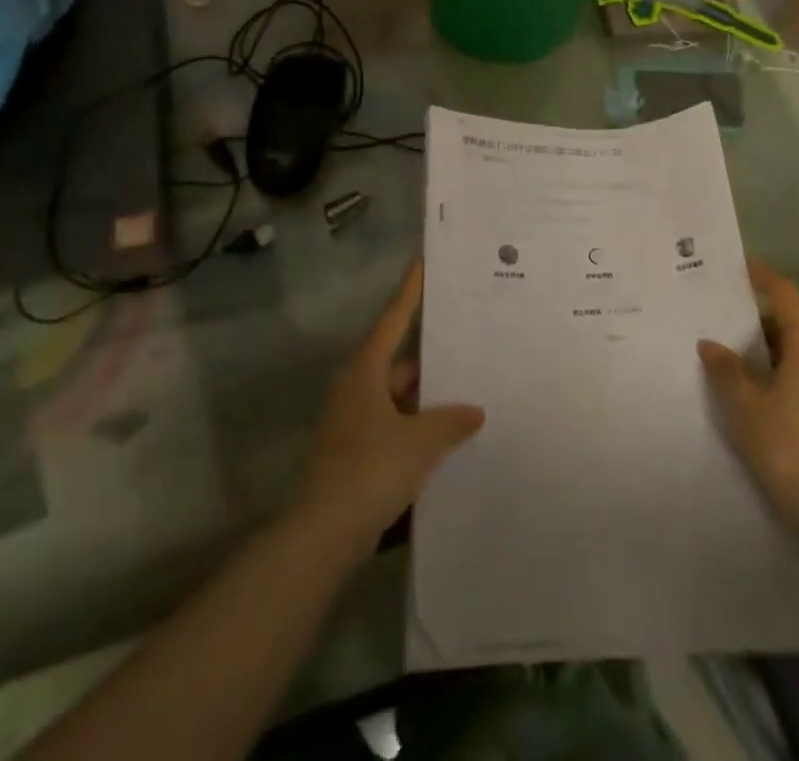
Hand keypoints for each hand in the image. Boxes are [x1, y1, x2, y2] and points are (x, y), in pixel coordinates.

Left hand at [295, 260, 484, 553]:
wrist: (323, 536)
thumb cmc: (371, 470)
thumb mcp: (421, 442)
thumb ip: (451, 422)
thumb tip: (475, 411)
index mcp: (365, 371)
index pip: (393, 320)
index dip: (410, 292)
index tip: (422, 263)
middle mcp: (355, 388)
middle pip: (399, 363)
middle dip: (433, 362)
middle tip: (470, 350)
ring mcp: (352, 421)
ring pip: (398, 398)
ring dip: (427, 401)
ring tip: (468, 398)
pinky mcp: (353, 452)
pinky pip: (392, 426)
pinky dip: (416, 428)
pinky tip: (446, 441)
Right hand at [699, 260, 798, 521]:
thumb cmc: (784, 445)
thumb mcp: (743, 404)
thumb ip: (725, 368)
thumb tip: (710, 343)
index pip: (786, 295)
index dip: (762, 275)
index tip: (737, 264)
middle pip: (792, 321)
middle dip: (758, 314)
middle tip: (722, 312)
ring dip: (768, 345)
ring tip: (732, 350)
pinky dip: (779, 368)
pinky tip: (755, 387)